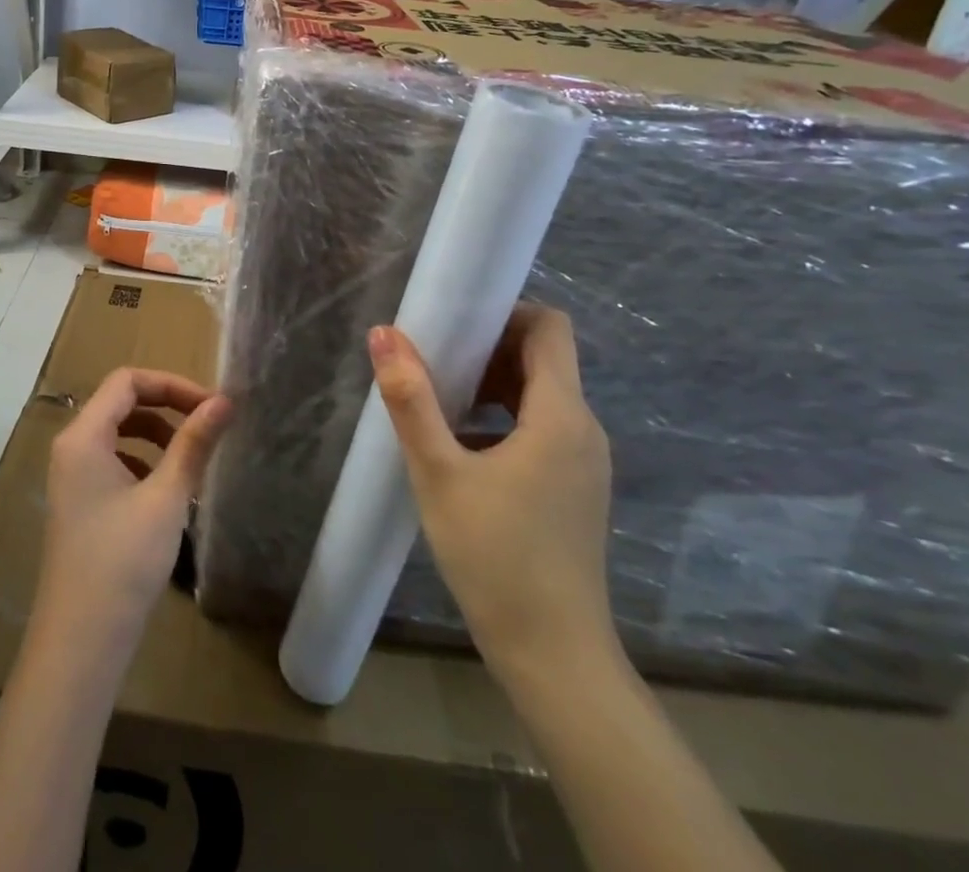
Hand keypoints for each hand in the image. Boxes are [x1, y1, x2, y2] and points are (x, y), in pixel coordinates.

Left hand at [37, 368, 232, 648]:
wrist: (81, 644)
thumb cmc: (123, 562)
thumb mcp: (166, 498)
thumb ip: (194, 444)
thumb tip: (224, 401)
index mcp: (83, 437)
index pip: (127, 381)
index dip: (171, 384)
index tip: (211, 406)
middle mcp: (71, 448)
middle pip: (121, 402)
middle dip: (166, 406)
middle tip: (208, 425)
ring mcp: (72, 477)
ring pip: (118, 433)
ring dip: (157, 434)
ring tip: (192, 458)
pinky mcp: (80, 503)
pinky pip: (113, 461)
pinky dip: (144, 461)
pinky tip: (168, 490)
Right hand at [368, 307, 615, 684]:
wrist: (553, 657)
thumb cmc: (495, 557)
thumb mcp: (439, 473)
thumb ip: (411, 399)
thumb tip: (384, 334)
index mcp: (561, 415)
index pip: (550, 328)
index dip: (505, 311)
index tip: (454, 320)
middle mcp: (583, 429)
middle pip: (543, 358)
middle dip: (488, 345)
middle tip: (433, 354)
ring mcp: (583, 462)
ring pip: (540, 394)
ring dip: (492, 382)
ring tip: (438, 394)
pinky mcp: (574, 488)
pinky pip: (541, 427)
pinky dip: (503, 416)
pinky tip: (460, 442)